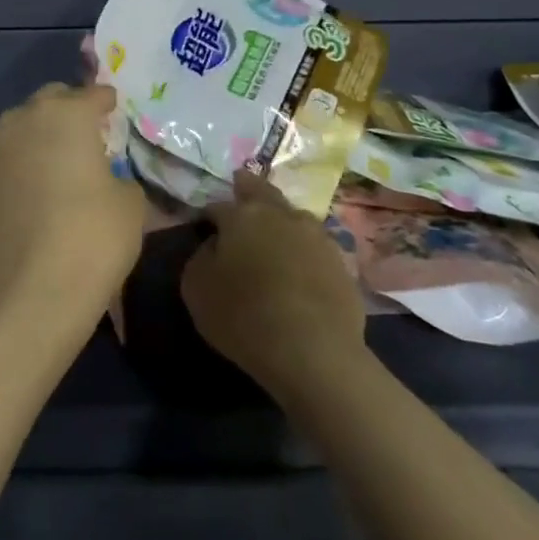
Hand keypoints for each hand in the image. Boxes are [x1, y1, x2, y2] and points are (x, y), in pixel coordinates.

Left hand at [0, 83, 145, 332]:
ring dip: (43, 133)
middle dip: (71, 108)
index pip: (93, 94)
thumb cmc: (92, 237)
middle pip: (52, 100)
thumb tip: (108, 178)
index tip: (117, 111)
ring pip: (24, 125)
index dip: (108, 102)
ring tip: (64, 158)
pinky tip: (40, 185)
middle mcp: (26, 119)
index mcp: (67, 112)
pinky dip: (25, 161)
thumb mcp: (130, 203)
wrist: (30, 293)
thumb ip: (121, 176)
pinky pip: (9, 156)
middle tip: (91, 132)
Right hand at [182, 175, 366, 399]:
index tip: (203, 228)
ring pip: (293, 216)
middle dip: (248, 189)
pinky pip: (315, 248)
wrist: (315, 353)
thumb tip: (215, 246)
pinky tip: (300, 269)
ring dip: (281, 221)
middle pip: (261, 192)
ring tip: (274, 236)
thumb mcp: (197, 290)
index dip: (208, 216)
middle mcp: (281, 214)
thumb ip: (201, 258)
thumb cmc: (244, 318)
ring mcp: (316, 236)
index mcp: (242, 215)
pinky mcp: (341, 262)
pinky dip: (304, 251)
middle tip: (240, 187)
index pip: (218, 206)